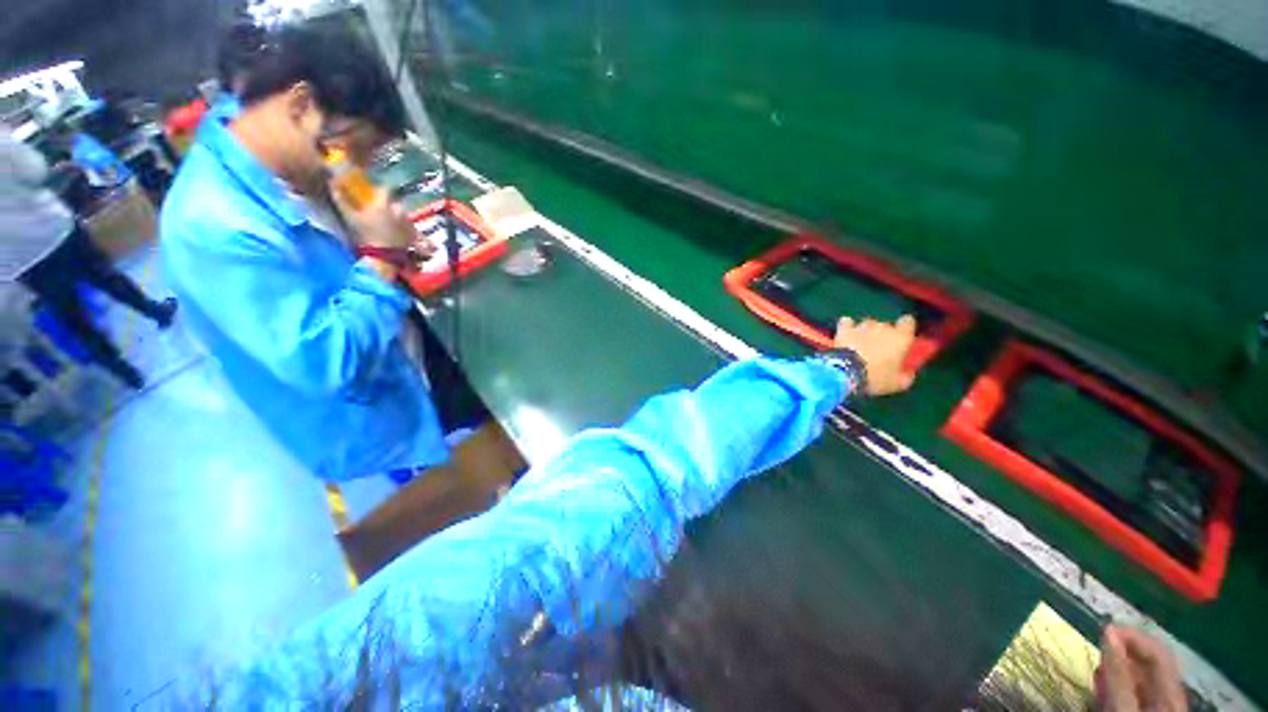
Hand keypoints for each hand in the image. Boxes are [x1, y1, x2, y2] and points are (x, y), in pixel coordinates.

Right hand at [330, 184, 423, 253]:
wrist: (384, 255)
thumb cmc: (366, 235)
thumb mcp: (350, 217)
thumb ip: (341, 200)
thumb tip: (332, 184)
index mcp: (384, 204)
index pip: (385, 189)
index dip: (380, 191)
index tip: (376, 195)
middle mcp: (399, 210)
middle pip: (395, 203)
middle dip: (390, 206)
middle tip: (382, 213)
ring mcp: (408, 222)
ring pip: (403, 214)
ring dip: (398, 216)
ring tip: (390, 224)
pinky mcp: (414, 232)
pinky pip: (410, 226)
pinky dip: (405, 227)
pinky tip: (397, 232)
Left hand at [833, 315, 917, 395]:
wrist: (846, 372)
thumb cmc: (876, 378)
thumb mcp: (898, 383)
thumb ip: (907, 375)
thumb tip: (909, 372)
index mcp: (901, 337)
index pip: (908, 321)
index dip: (904, 329)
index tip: (901, 338)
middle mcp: (883, 327)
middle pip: (886, 325)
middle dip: (882, 334)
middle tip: (878, 349)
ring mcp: (862, 326)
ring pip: (867, 324)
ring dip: (865, 331)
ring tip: (859, 344)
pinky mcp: (845, 328)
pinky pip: (847, 322)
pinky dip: (847, 327)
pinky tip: (846, 334)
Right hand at [1095, 626, 1186, 711]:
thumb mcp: (1123, 708)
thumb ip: (1118, 674)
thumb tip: (1108, 631)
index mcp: (1171, 693)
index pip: (1159, 652)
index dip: (1134, 636)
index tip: (1103, 629)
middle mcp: (1170, 696)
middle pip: (1150, 664)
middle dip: (1123, 653)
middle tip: (1097, 650)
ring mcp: (1158, 705)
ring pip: (1139, 677)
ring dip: (1117, 668)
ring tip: (1097, 671)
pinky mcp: (1144, 710)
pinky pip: (1133, 690)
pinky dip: (1116, 683)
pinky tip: (1101, 686)